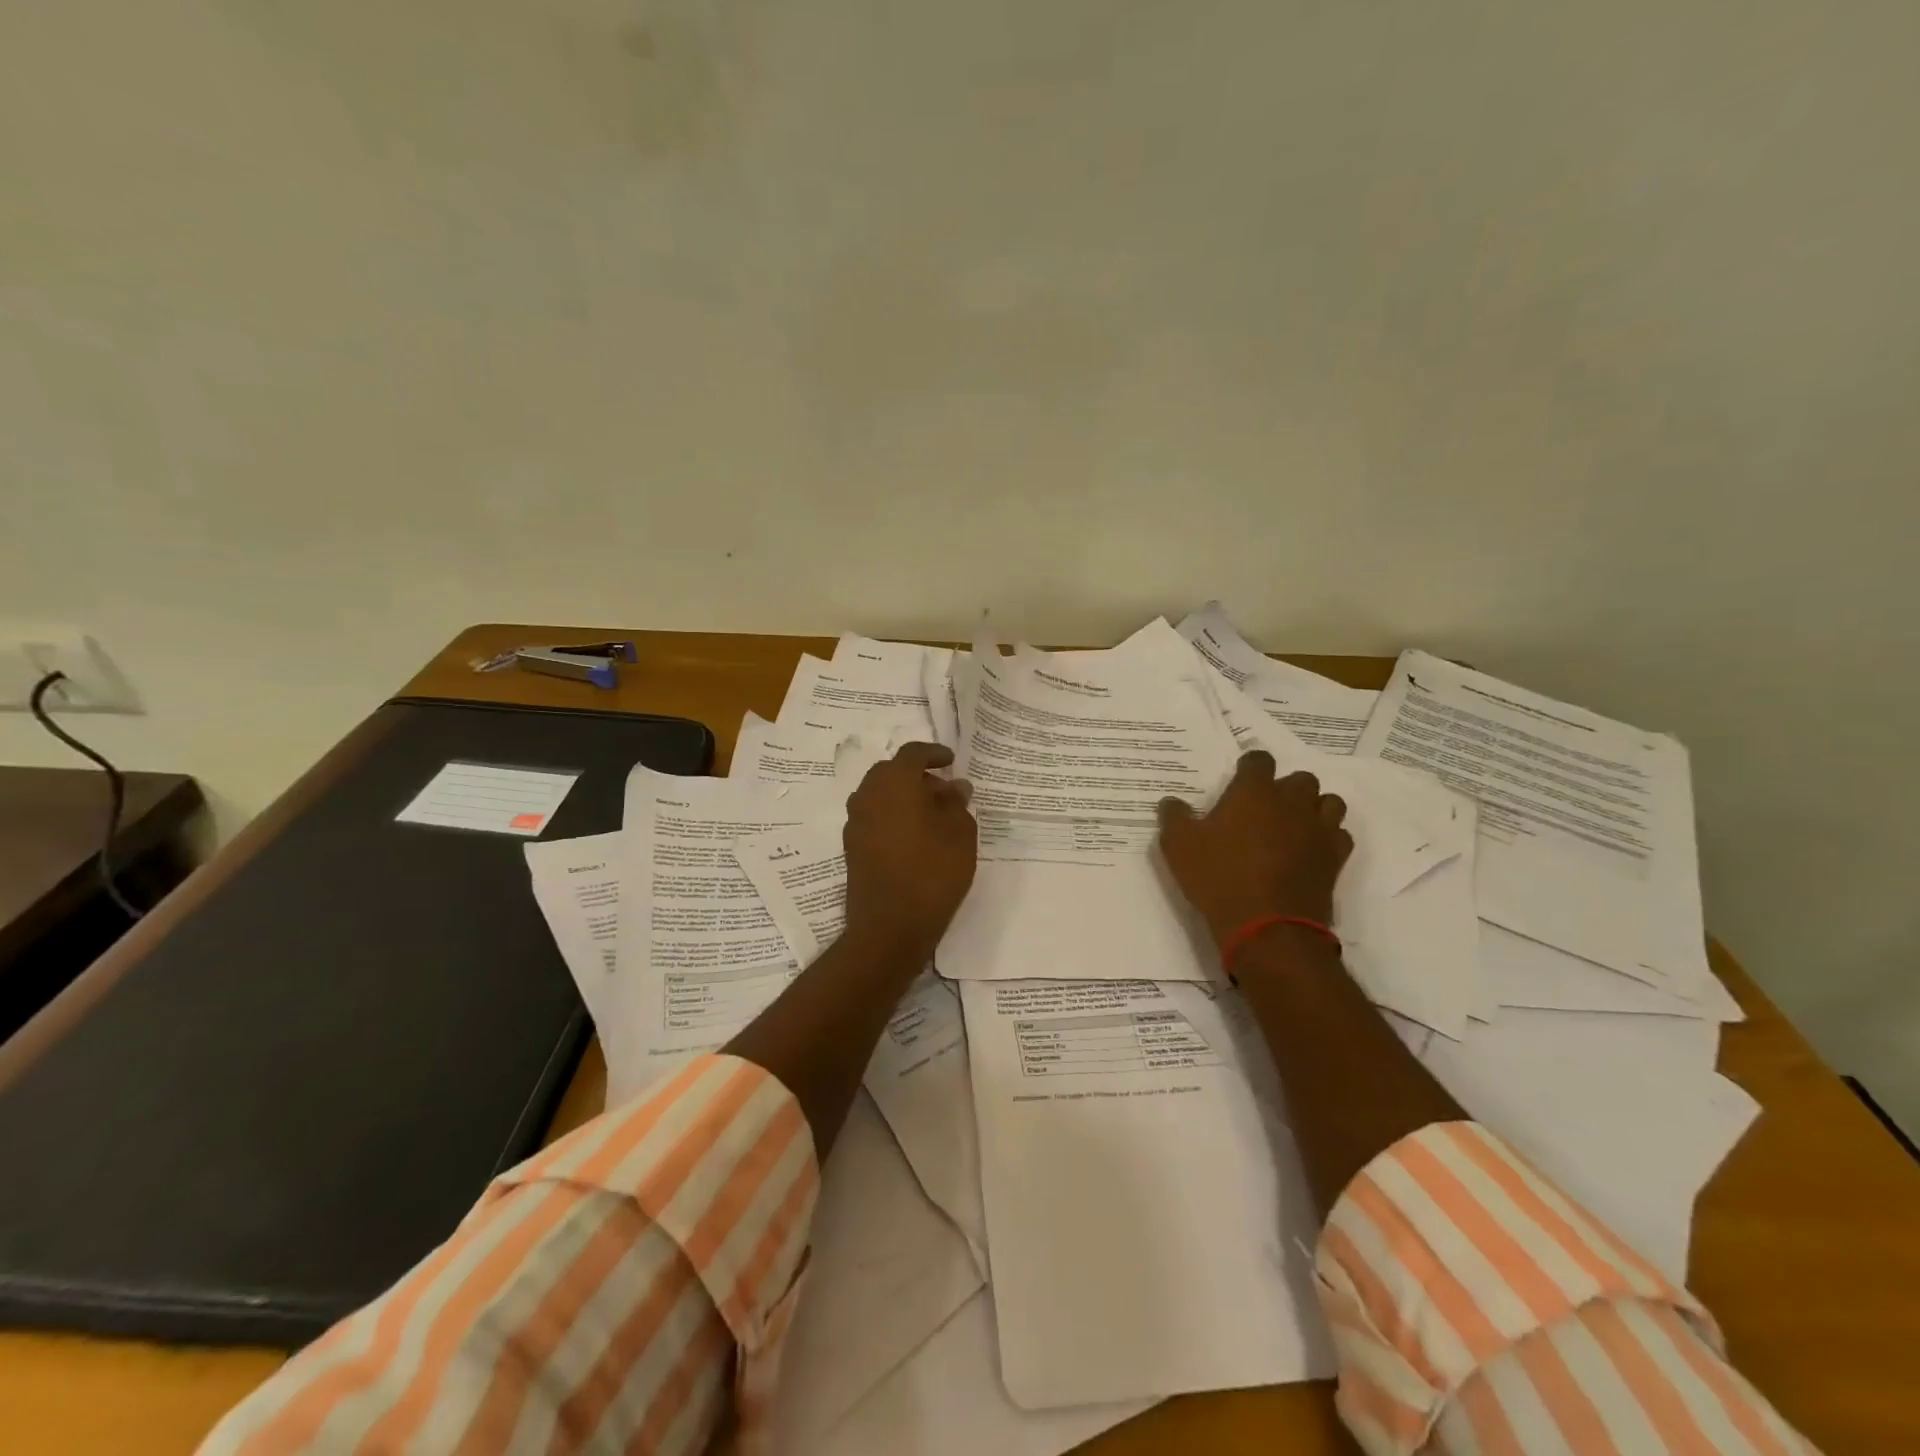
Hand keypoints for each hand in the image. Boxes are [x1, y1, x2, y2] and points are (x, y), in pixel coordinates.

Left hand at [843, 743, 978, 960]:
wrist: (889, 927)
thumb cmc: (932, 873)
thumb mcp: (960, 834)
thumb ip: (957, 804)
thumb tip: (954, 787)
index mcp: (894, 782)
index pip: (913, 753)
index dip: (934, 753)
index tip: (951, 761)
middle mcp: (868, 795)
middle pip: (892, 772)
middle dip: (918, 776)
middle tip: (945, 792)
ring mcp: (855, 822)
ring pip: (881, 795)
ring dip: (905, 797)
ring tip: (934, 817)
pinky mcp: (852, 847)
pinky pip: (875, 817)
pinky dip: (894, 816)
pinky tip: (916, 837)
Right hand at [1156, 751, 1352, 947]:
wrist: (1267, 926)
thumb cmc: (1219, 877)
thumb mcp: (1178, 846)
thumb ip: (1174, 817)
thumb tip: (1171, 802)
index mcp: (1253, 791)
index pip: (1260, 760)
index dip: (1250, 766)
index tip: (1240, 778)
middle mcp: (1291, 802)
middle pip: (1300, 778)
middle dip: (1286, 787)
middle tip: (1266, 807)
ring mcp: (1318, 829)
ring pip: (1329, 802)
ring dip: (1314, 807)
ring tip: (1294, 823)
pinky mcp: (1335, 857)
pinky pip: (1340, 834)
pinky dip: (1328, 836)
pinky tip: (1311, 849)